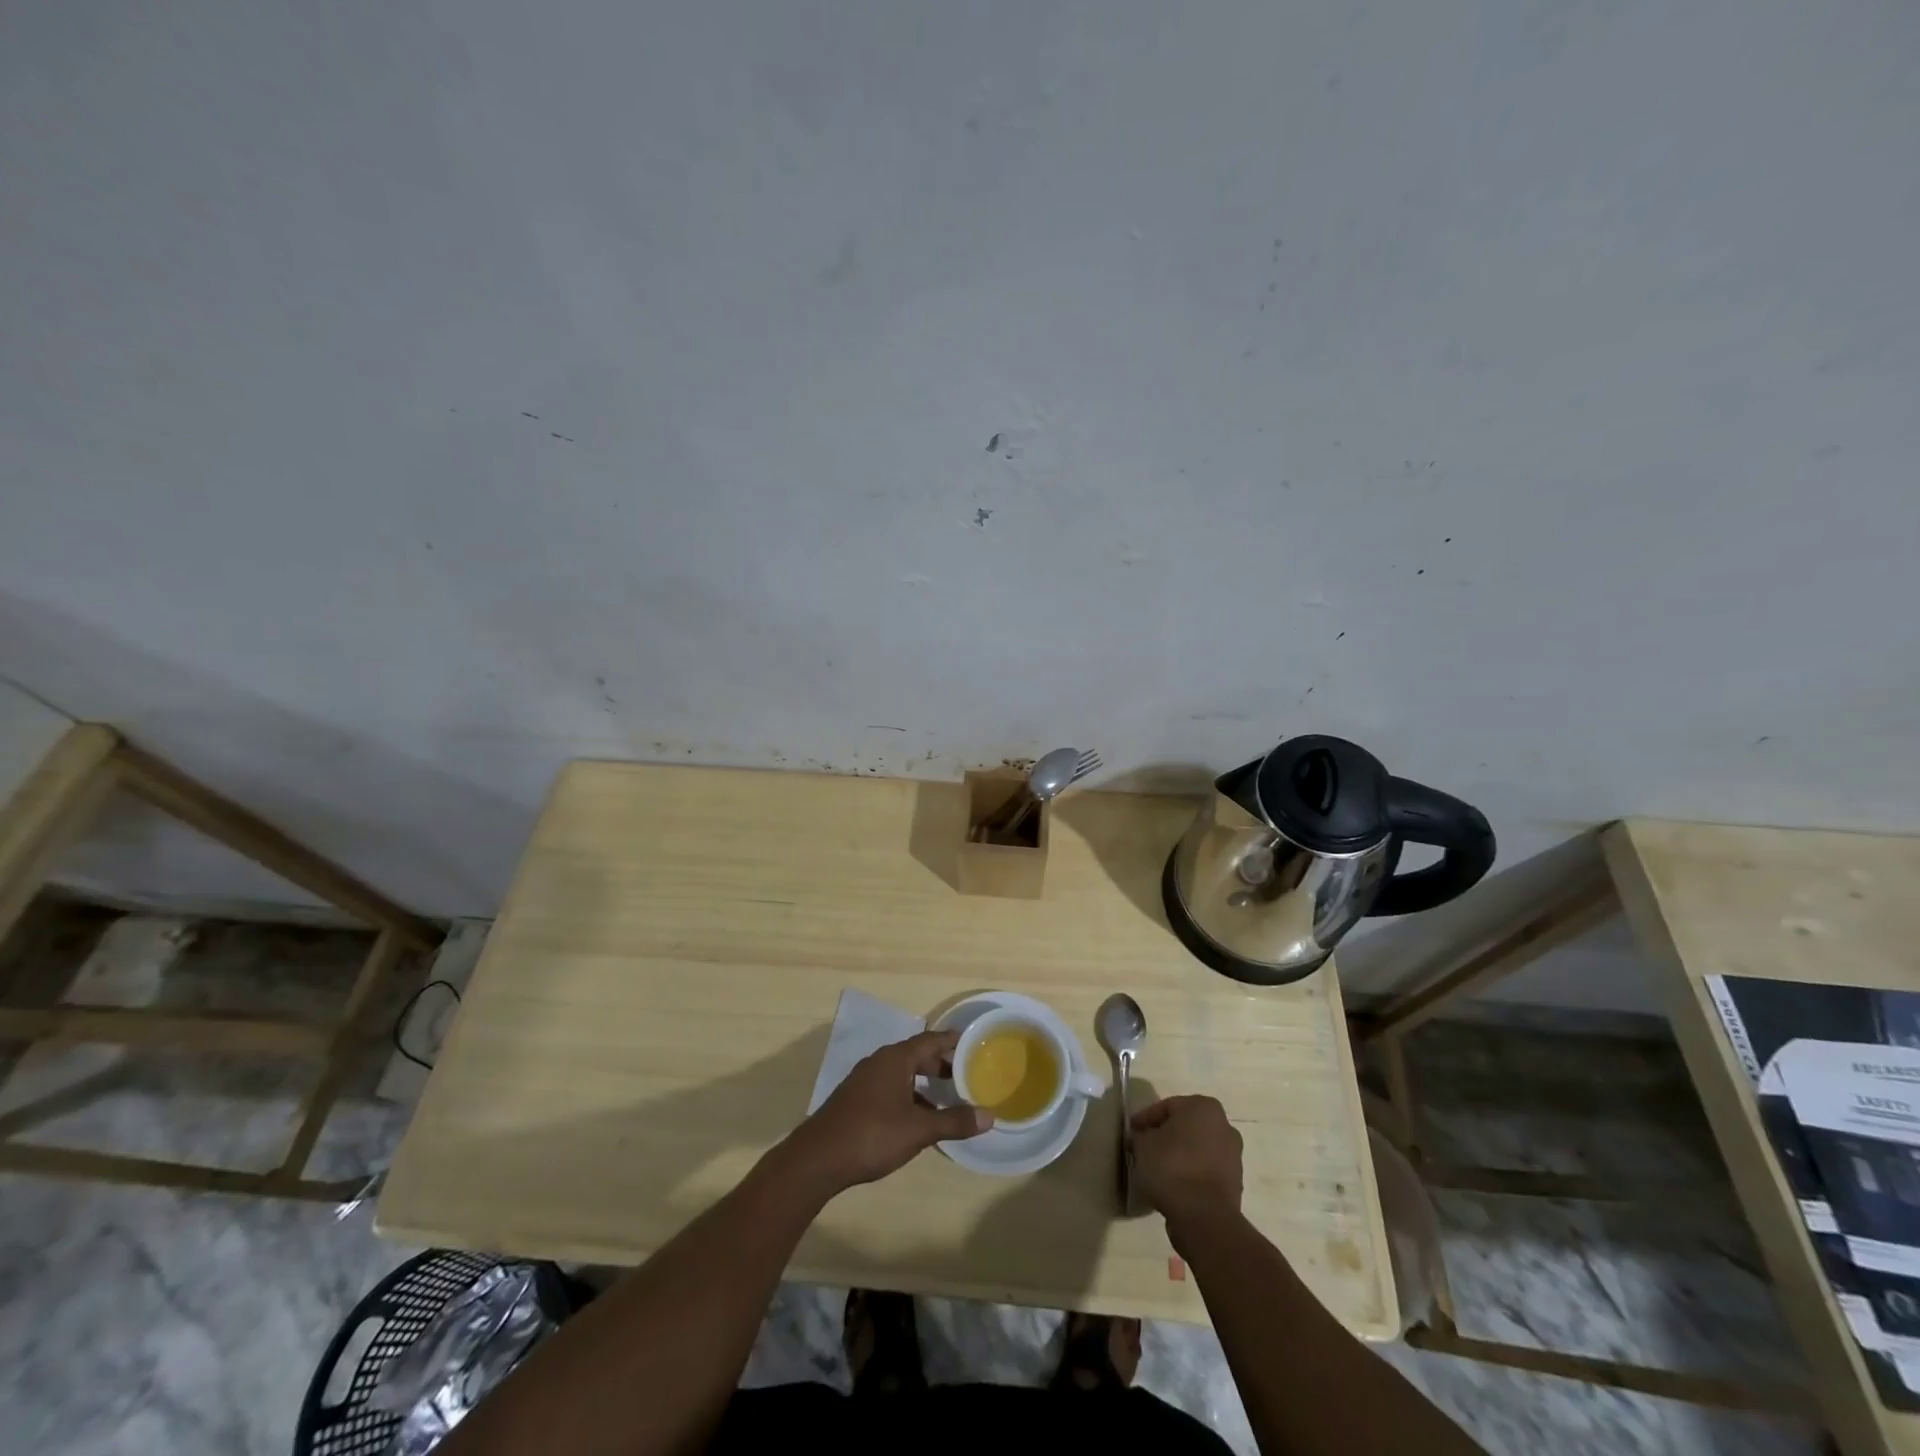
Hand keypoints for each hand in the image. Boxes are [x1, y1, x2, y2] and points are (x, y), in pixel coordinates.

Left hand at [783, 1030, 992, 1195]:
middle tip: (965, 1077)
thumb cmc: (872, 1135)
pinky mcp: (855, 1100)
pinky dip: (908, 1096)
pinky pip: (889, 1088)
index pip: (930, 1040)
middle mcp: (879, 1062)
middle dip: (940, 1065)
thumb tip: (990, 1116)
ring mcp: (864, 1081)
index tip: (972, 1043)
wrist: (818, 1159)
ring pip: (901, 1074)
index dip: (951, 1041)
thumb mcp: (918, 1129)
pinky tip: (917, 1119)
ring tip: (946, 1100)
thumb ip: (953, 1121)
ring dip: (923, 1084)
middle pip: (916, 1055)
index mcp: (895, 1059)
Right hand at [1132, 1095, 1242, 1237]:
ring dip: (1179, 1155)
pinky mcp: (1235, 1183)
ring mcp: (1233, 1156)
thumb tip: (1142, 1138)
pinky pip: (1206, 1171)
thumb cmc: (1172, 1167)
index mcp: (1203, 1107)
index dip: (1146, 1120)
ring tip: (1157, 1170)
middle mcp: (1224, 1126)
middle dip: (1166, 1136)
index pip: (1167, 1107)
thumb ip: (1140, 1135)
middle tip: (1145, 1148)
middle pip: (1185, 1127)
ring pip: (1197, 1149)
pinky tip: (1174, 1185)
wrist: (1204, 1217)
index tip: (1132, 1133)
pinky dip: (1191, 1174)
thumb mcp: (1143, 1145)